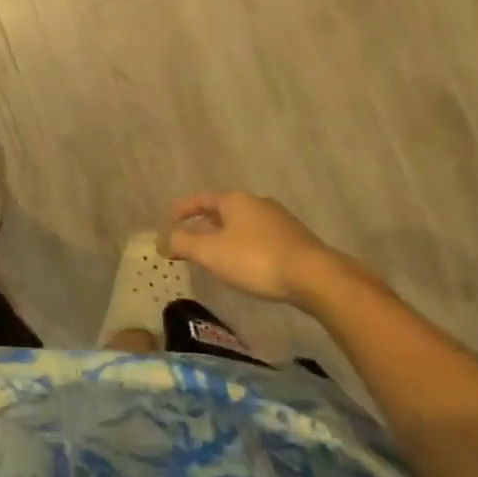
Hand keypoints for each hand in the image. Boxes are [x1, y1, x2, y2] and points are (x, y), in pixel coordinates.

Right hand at [163, 191, 331, 302]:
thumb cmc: (256, 259)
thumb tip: (163, 239)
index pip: (201, 199)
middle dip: (204, 224)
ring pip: (242, 225)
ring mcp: (278, 220)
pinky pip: (259, 238)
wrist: (314, 276)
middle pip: (222, 210)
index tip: (169, 219)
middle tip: (189, 240)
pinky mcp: (294, 240)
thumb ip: (183, 243)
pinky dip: (244, 247)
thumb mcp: (211, 253)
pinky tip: (245, 265)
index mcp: (234, 200)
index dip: (183, 209)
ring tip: (215, 255)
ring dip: (225, 237)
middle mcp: (256, 203)